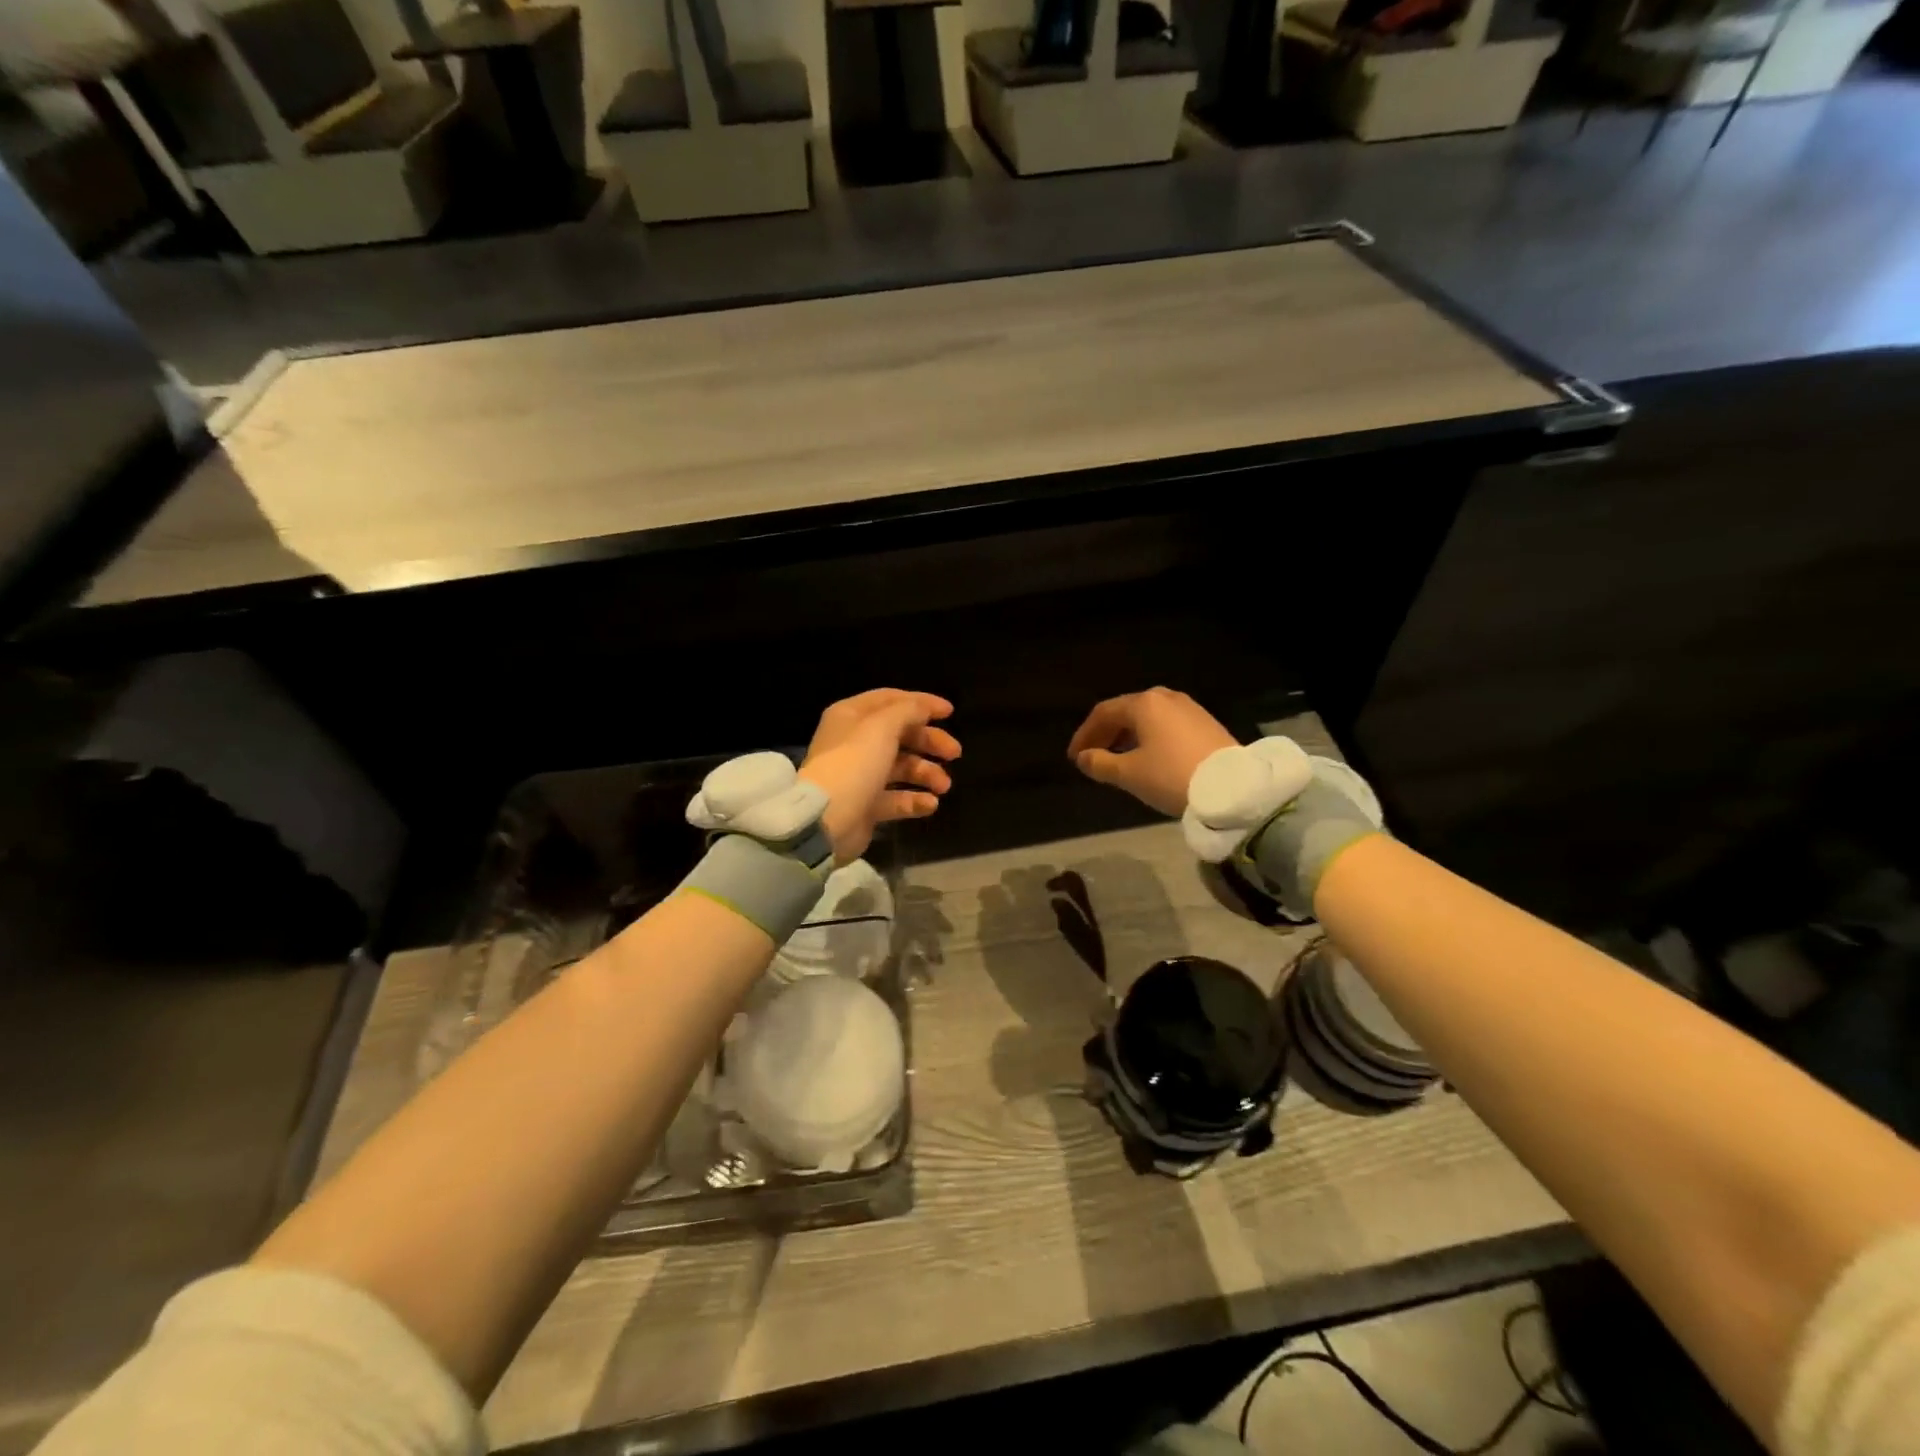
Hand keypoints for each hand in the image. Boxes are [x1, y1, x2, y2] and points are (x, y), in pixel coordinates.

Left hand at [800, 690, 960, 862]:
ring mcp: (861, 776)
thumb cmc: (854, 764)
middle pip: (900, 734)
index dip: (921, 703)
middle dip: (930, 742)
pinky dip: (915, 800)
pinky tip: (930, 804)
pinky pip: (896, 799)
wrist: (826, 820)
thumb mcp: (882, 727)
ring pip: (901, 767)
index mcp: (852, 716)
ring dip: (926, 773)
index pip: (891, 700)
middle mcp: (855, 742)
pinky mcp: (866, 805)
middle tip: (955, 753)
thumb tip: (925, 707)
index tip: (950, 712)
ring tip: (944, 786)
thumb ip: (908, 711)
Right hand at [1067, 688, 1235, 816]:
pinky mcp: (1206, 723)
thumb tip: (1084, 758)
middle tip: (1092, 757)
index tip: (1075, 757)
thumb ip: (1100, 764)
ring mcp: (1189, 708)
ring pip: (1148, 718)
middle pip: (1126, 712)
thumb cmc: (1171, 775)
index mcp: (1143, 703)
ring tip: (1118, 760)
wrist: (1232, 787)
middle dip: (1106, 734)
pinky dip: (1149, 738)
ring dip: (1128, 736)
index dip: (1085, 734)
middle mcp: (1165, 698)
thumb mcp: (1130, 774)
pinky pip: (1167, 725)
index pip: (1104, 713)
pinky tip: (1148, 758)